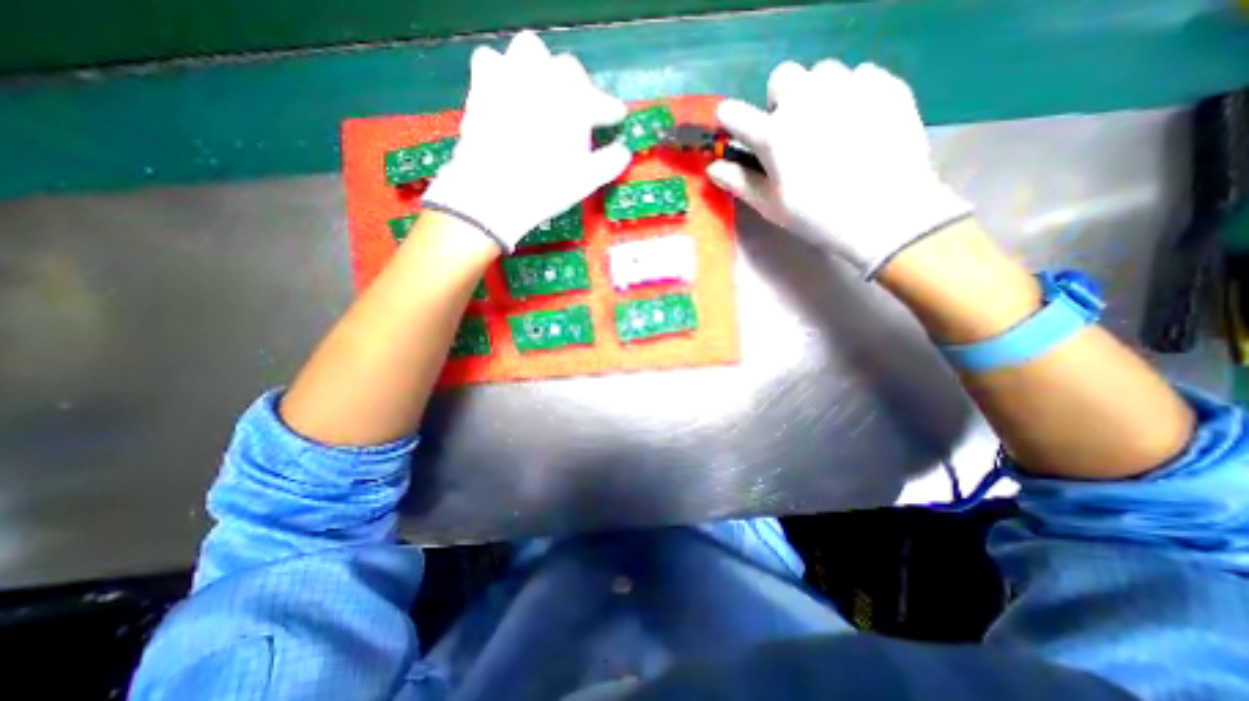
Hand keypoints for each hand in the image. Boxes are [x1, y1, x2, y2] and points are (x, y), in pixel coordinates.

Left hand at [424, 31, 628, 253]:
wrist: (493, 192)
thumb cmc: (545, 187)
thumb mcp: (585, 180)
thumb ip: (609, 162)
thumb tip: (624, 152)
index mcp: (573, 101)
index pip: (599, 99)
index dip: (609, 109)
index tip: (616, 118)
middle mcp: (544, 78)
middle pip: (567, 70)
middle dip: (577, 87)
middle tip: (578, 111)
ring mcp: (510, 76)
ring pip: (529, 52)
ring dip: (541, 70)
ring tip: (543, 95)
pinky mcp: (482, 85)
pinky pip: (493, 62)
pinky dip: (504, 73)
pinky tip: (508, 94)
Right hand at [707, 62, 968, 277]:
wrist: (887, 213)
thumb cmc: (818, 216)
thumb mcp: (771, 206)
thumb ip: (739, 182)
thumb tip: (712, 168)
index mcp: (773, 134)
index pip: (733, 113)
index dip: (730, 120)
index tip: (736, 130)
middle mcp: (805, 100)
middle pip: (782, 76)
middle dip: (781, 99)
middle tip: (792, 130)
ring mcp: (847, 87)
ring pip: (822, 73)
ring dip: (817, 94)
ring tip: (829, 125)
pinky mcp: (884, 84)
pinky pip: (859, 76)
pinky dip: (852, 94)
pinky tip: (860, 123)